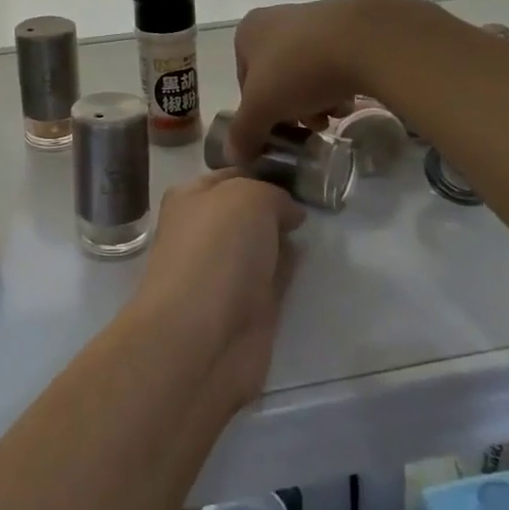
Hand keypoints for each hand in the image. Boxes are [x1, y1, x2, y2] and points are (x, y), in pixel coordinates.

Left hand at [129, 171, 304, 409]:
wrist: (202, 337)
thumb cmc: (216, 251)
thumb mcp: (247, 197)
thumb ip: (272, 194)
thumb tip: (288, 214)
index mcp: (190, 198)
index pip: (232, 176)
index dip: (263, 172)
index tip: (300, 172)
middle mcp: (203, 232)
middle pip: (248, 212)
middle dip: (277, 207)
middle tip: (317, 199)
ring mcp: (224, 271)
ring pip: (262, 245)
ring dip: (284, 240)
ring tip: (319, 227)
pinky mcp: (245, 307)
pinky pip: (273, 278)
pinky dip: (288, 271)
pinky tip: (307, 263)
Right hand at [228, 0, 394, 160]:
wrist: (364, 40)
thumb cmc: (299, 69)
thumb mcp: (261, 108)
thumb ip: (244, 133)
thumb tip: (235, 156)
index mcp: (248, 32)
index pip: (245, 84)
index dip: (259, 113)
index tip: (278, 130)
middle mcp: (277, 20)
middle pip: (277, 80)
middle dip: (292, 109)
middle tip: (309, 127)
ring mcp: (314, 20)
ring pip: (306, 75)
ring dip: (316, 101)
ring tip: (333, 115)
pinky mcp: (349, 27)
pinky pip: (335, 64)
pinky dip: (338, 85)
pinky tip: (350, 99)